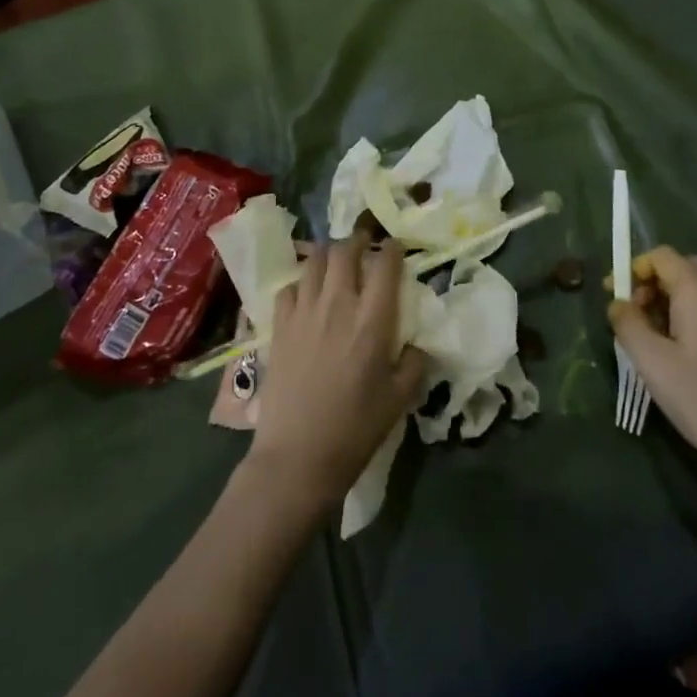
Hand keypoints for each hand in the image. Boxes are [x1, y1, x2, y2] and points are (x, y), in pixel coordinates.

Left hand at [248, 233, 426, 509]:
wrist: (298, 456)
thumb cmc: (356, 428)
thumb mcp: (400, 399)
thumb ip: (415, 362)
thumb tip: (417, 343)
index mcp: (373, 319)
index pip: (385, 264)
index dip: (392, 249)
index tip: (395, 247)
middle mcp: (338, 303)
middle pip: (346, 250)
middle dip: (358, 240)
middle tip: (365, 245)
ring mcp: (304, 311)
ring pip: (315, 261)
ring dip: (329, 255)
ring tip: (336, 262)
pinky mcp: (279, 324)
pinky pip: (290, 286)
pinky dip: (301, 282)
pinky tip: (306, 295)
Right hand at [609, 246, 696, 464]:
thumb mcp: (650, 359)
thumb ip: (627, 323)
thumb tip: (617, 304)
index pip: (662, 255)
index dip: (634, 268)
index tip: (616, 294)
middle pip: (684, 267)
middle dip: (654, 281)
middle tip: (635, 311)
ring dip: (672, 298)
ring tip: (652, 335)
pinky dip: (691, 314)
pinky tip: (680, 351)